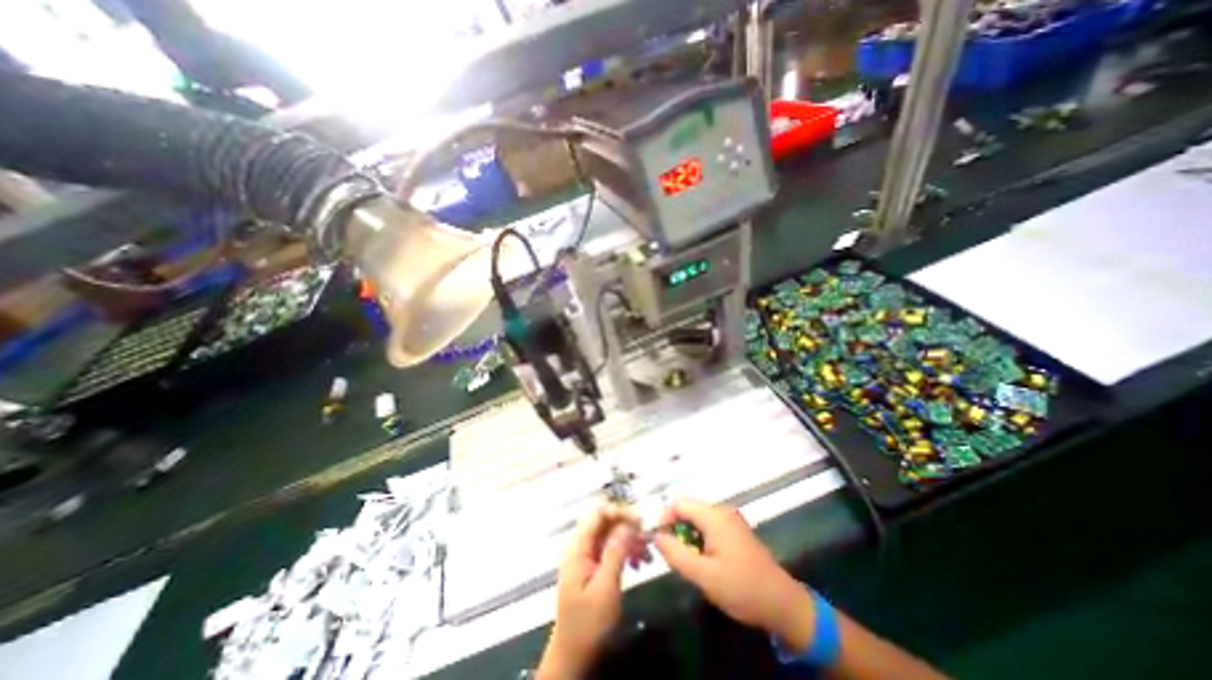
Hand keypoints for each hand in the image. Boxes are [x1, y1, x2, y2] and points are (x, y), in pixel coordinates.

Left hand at [540, 501, 653, 677]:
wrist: (573, 655)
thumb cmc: (588, 623)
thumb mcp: (605, 587)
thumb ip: (616, 552)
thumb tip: (629, 523)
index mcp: (579, 547)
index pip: (598, 513)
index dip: (619, 511)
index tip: (640, 521)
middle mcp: (581, 546)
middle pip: (605, 522)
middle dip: (628, 526)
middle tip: (647, 538)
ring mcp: (587, 555)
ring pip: (611, 534)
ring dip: (630, 540)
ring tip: (647, 555)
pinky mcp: (594, 566)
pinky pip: (611, 548)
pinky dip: (626, 552)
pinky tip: (639, 564)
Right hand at [654, 498, 812, 647]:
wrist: (783, 604)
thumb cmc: (742, 588)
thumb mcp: (704, 575)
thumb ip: (676, 554)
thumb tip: (656, 536)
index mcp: (714, 516)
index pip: (678, 504)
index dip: (664, 518)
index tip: (657, 540)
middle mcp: (721, 511)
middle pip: (687, 509)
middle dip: (674, 527)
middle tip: (670, 553)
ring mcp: (730, 520)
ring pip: (696, 519)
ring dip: (685, 535)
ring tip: (684, 559)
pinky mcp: (734, 530)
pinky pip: (708, 526)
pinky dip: (698, 538)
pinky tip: (700, 560)